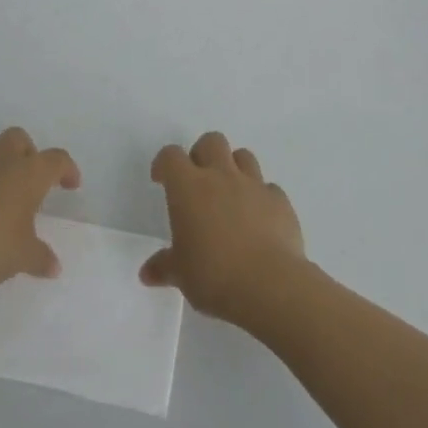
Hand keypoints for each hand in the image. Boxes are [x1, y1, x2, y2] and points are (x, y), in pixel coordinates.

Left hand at [0, 128, 80, 290]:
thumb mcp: (22, 257)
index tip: (71, 184)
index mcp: (28, 173)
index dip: (67, 169)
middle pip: (20, 139)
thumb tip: (54, 266)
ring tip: (2, 200)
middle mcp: (2, 160)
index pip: (56, 159)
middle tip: (32, 182)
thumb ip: (41, 258)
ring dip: (1, 168)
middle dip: (30, 154)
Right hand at [141, 131, 306, 329]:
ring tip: (230, 195)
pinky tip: (259, 220)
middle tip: (198, 181)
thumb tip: (147, 272)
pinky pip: (269, 188)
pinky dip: (262, 197)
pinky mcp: (280, 201)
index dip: (164, 163)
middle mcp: (221, 176)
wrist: (269, 286)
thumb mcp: (181, 275)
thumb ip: (164, 267)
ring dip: (234, 168)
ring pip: (243, 156)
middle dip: (202, 154)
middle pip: (211, 141)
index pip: (171, 156)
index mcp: (189, 187)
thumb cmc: (214, 276)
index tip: (161, 179)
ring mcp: (254, 185)